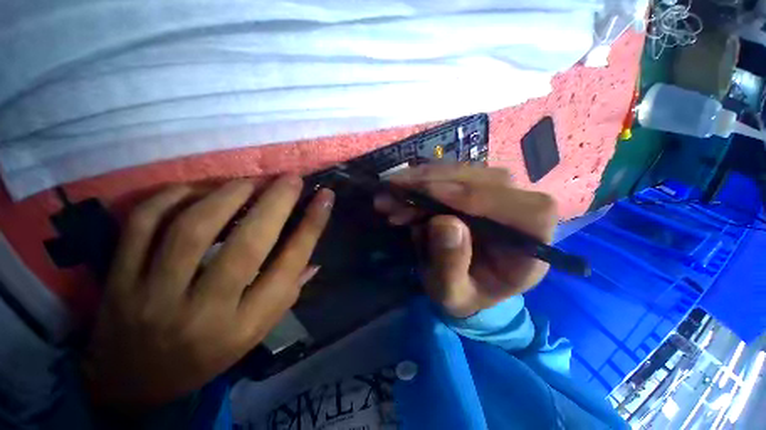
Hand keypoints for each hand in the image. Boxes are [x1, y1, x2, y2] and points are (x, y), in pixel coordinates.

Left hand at [82, 176, 333, 411]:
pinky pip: (143, 224)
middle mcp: (204, 312)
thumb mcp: (256, 331)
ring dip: (228, 194)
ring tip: (250, 182)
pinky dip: (173, 197)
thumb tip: (315, 257)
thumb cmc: (207, 355)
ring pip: (192, 228)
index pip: (289, 265)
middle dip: (276, 202)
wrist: (133, 382)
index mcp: (245, 324)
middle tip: (291, 179)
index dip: (311, 226)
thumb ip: (288, 290)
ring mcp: (154, 296)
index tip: (325, 197)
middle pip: (247, 244)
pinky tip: (197, 190)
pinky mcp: (118, 280)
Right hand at [374, 165, 556, 317]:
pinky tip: (399, 195)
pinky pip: (449, 176)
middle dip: (431, 185)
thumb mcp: (453, 294)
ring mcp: (500, 192)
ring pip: (462, 172)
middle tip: (392, 193)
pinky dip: (421, 183)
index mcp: (532, 243)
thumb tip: (443, 222)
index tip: (426, 195)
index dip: (472, 196)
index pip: (519, 208)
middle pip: (484, 180)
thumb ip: (451, 266)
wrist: (467, 282)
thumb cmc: (466, 293)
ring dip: (420, 182)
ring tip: (388, 197)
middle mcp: (522, 209)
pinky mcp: (478, 186)